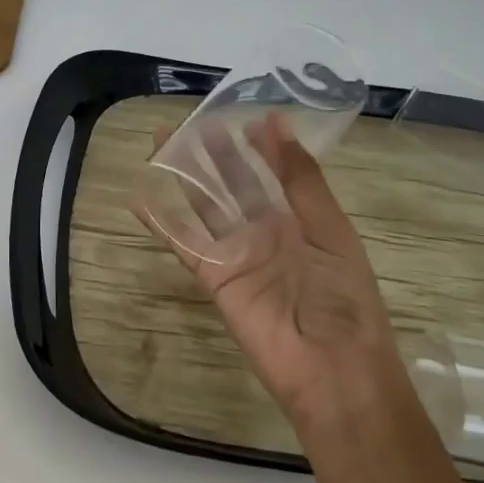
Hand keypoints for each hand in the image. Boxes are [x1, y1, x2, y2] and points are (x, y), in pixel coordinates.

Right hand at [139, 114, 408, 446]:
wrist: (331, 366)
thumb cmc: (342, 295)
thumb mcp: (329, 228)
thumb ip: (301, 179)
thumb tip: (279, 123)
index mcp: (300, 219)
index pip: (274, 172)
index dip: (260, 145)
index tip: (244, 116)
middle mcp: (265, 231)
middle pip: (234, 184)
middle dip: (215, 153)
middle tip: (193, 122)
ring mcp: (236, 253)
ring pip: (205, 205)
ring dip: (185, 176)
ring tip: (163, 143)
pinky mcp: (213, 276)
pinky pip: (183, 243)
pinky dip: (161, 222)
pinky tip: (140, 197)